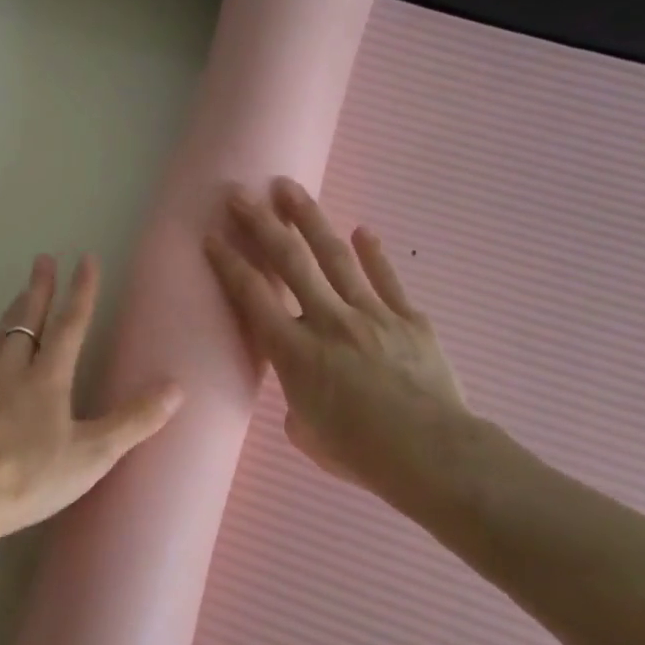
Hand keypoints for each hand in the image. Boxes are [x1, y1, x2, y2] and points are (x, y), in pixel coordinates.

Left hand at [0, 254, 182, 539]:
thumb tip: (177, 387)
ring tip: (16, 298)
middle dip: (39, 288)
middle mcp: (9, 368)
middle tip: (42, 259)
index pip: (70, 324)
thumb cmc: (28, 478)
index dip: (82, 291)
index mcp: (47, 378)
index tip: (86, 259)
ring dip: (10, 314)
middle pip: (26, 319)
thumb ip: (133, 421)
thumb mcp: (90, 456)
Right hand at [203, 178, 474, 518]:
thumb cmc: (359, 453)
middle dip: (261, 225)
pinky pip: (386, 280)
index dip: (229, 264)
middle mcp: (327, 322)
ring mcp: (371, 315)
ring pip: (335, 257)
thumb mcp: (307, 433)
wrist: (431, 454)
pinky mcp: (409, 319)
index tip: (212, 237)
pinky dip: (373, 254)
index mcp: (294, 352)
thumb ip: (298, 401)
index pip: (252, 297)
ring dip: (309, 220)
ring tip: (290, 190)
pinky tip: (362, 230)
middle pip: (289, 263)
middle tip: (241, 194)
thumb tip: (308, 390)